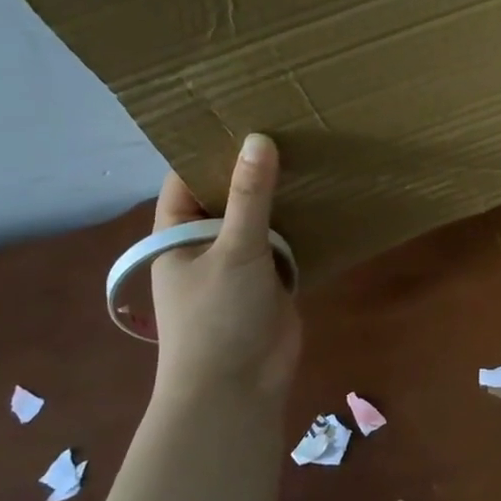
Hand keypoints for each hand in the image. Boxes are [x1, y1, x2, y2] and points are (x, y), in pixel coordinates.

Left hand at [149, 134, 301, 404]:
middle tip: (289, 123)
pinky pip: (283, 243)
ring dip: (280, 196)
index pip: (187, 176)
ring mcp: (239, 262)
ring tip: (311, 150)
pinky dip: (299, 225)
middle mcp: (205, 242)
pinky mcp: (270, 279)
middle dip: (253, 167)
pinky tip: (323, 196)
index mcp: (177, 233)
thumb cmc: (218, 317)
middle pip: (227, 194)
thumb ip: (249, 197)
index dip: (210, 146)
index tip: (242, 110)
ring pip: (259, 219)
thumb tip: (259, 138)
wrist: (238, 389)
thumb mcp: (234, 250)